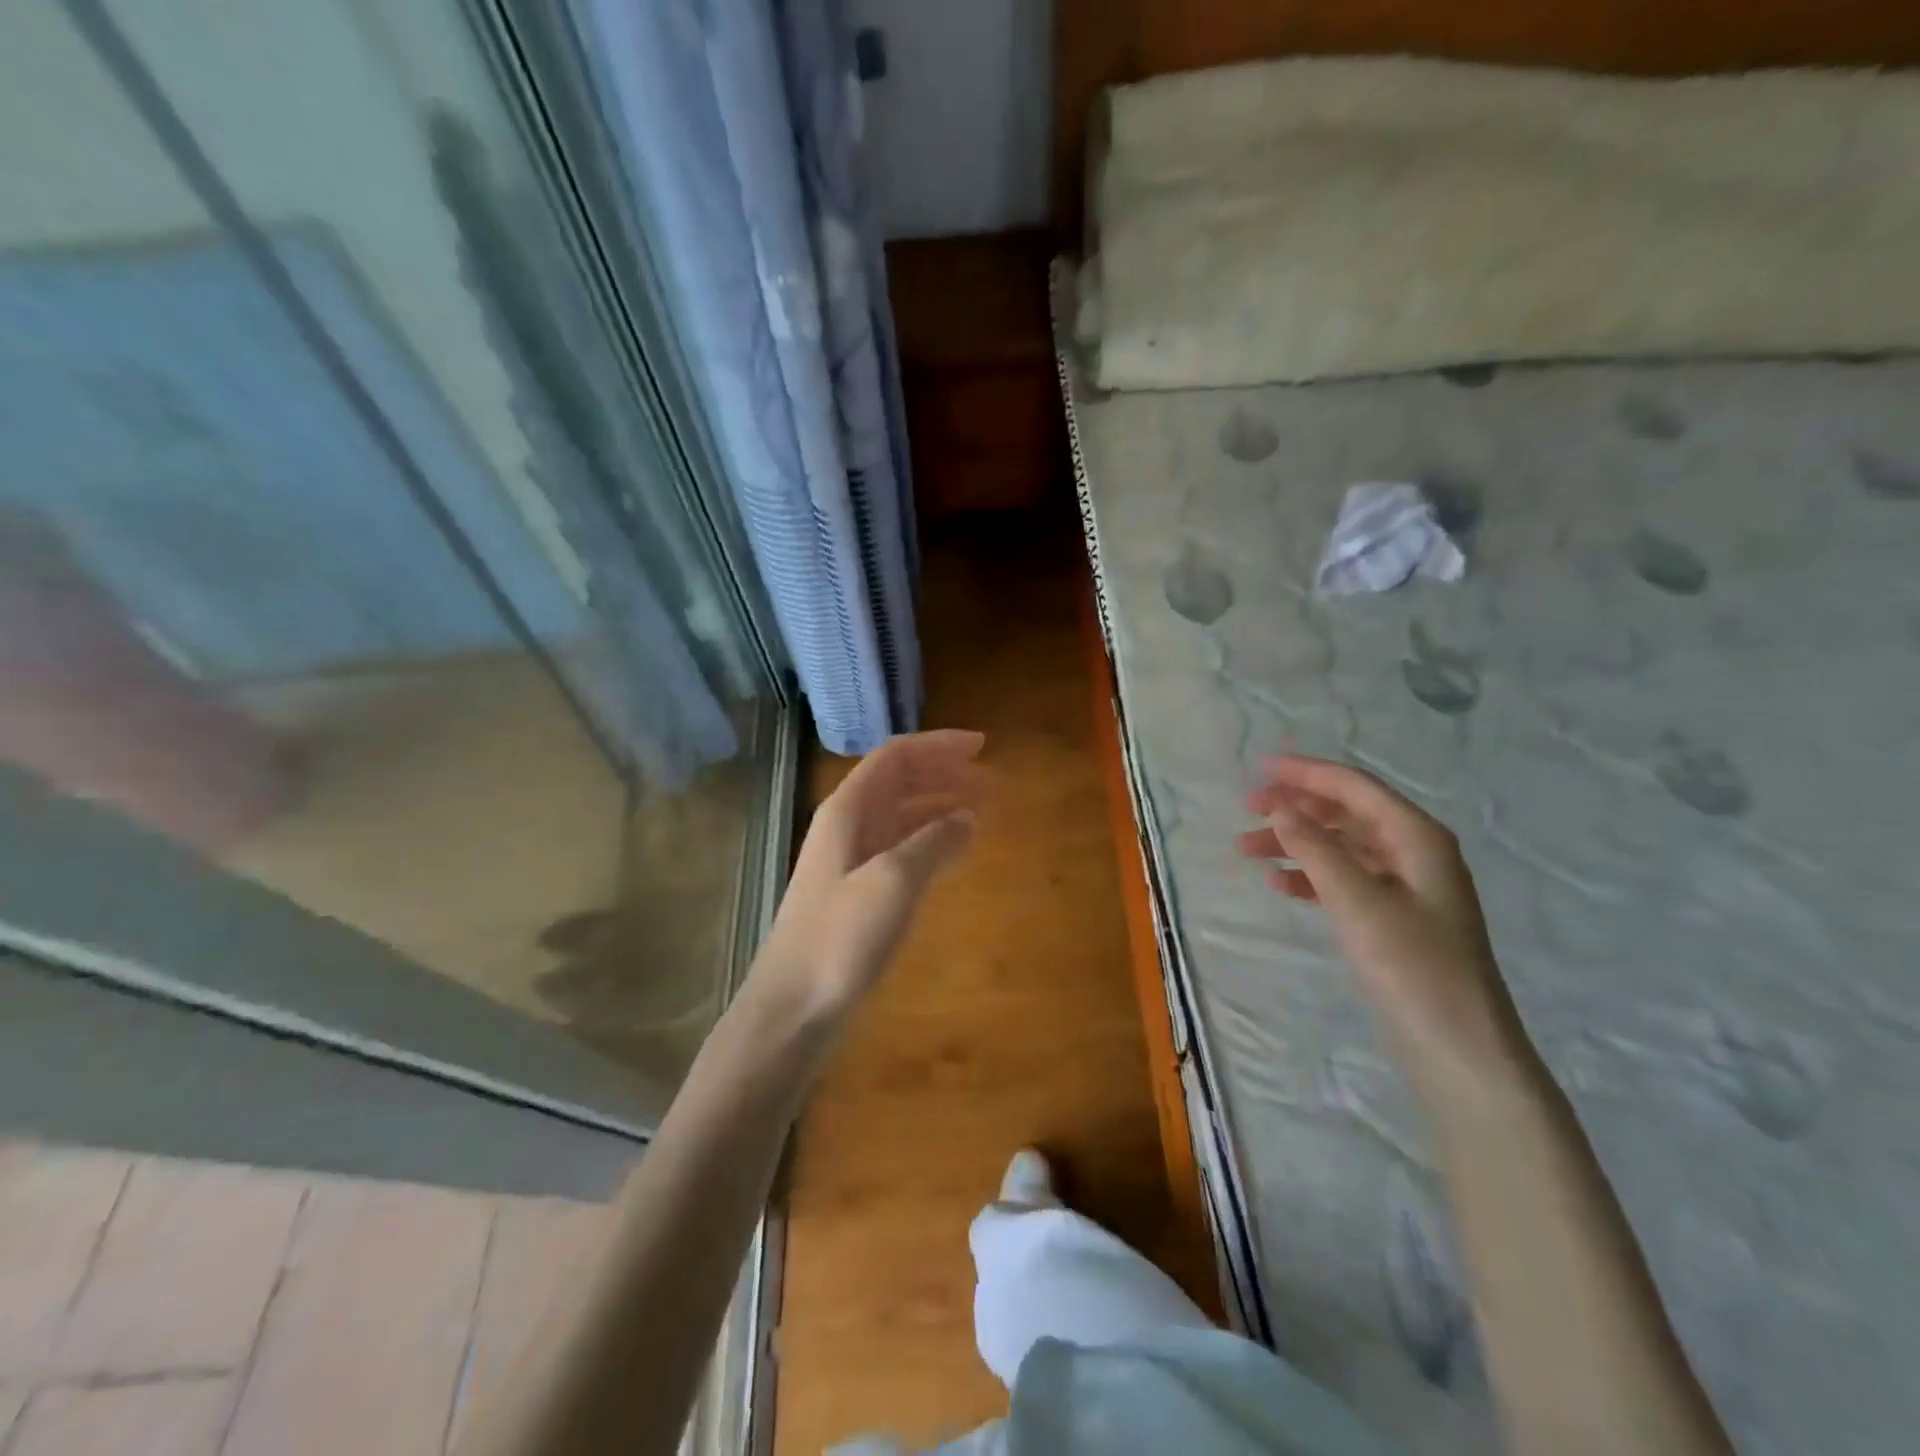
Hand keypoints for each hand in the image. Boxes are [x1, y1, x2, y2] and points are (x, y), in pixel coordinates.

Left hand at [754, 730, 985, 1023]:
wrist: (792, 1006)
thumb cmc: (840, 937)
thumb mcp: (894, 881)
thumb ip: (932, 842)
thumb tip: (967, 817)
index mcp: (848, 810)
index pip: (896, 756)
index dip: (939, 745)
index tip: (983, 748)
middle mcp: (848, 825)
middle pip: (900, 781)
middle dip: (945, 775)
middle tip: (991, 786)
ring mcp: (851, 859)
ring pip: (902, 815)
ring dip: (941, 807)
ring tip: (981, 814)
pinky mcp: (857, 892)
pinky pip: (901, 849)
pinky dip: (931, 841)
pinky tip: (954, 852)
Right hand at [1236, 755, 1520, 1074]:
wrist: (1458, 1048)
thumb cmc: (1412, 965)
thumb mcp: (1357, 900)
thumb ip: (1316, 848)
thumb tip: (1280, 807)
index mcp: (1416, 837)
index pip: (1354, 787)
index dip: (1305, 773)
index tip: (1259, 769)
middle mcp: (1413, 852)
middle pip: (1346, 813)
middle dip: (1296, 807)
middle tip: (1247, 810)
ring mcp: (1405, 886)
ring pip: (1341, 846)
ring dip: (1296, 842)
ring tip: (1248, 849)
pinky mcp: (1393, 917)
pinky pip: (1345, 879)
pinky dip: (1311, 876)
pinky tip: (1280, 884)